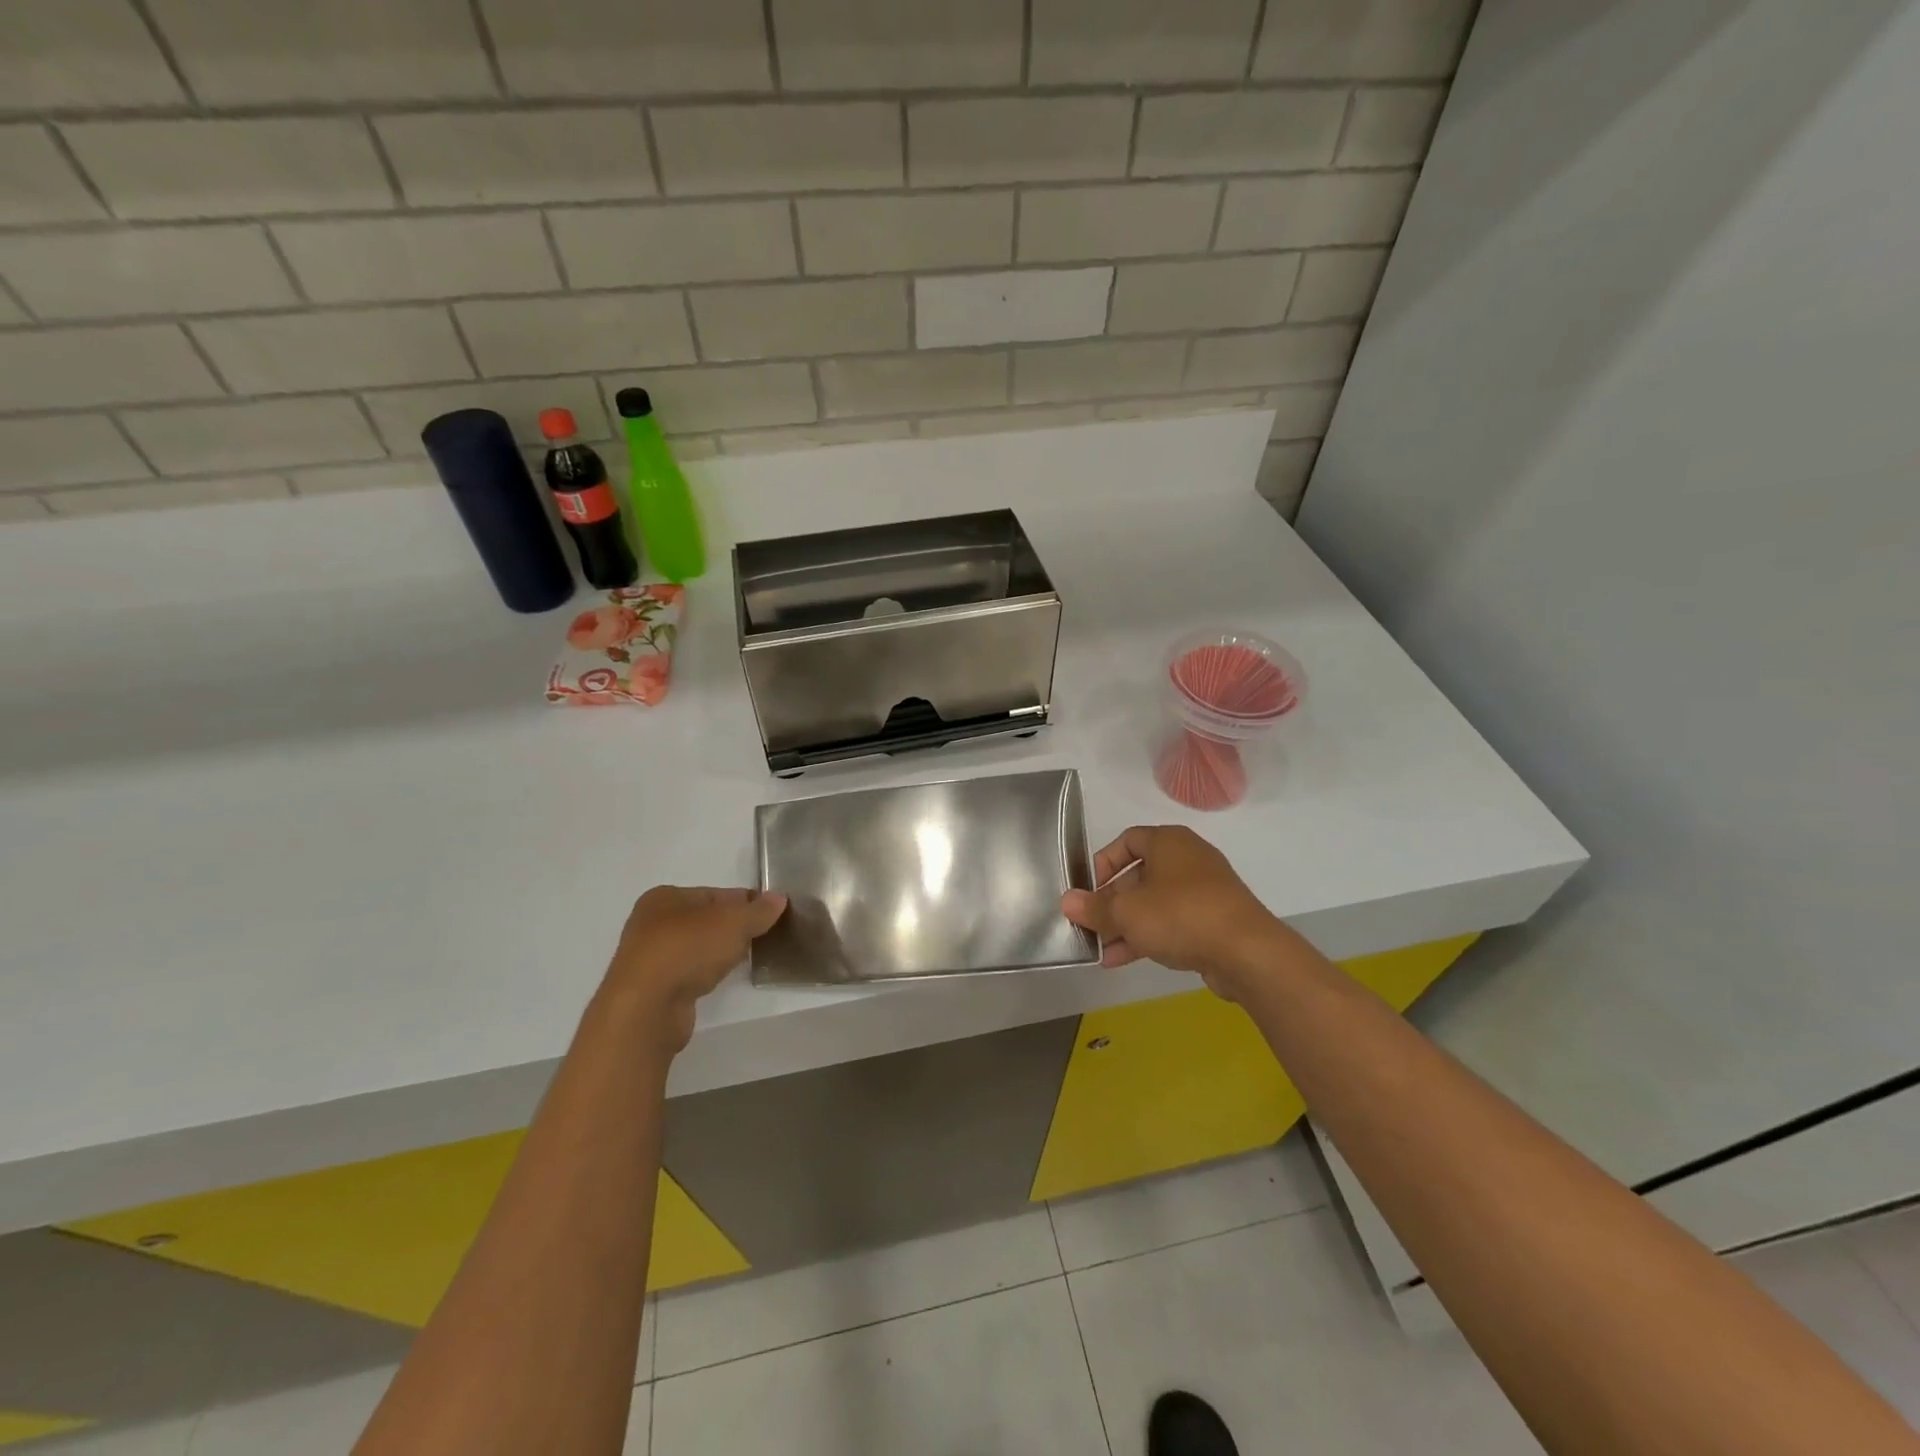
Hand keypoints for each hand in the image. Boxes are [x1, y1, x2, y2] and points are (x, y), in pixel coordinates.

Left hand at [602, 886, 786, 1053]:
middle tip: (762, 937)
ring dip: (719, 952)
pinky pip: (688, 972)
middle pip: (705, 920)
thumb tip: (778, 898)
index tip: (769, 915)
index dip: (744, 902)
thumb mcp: (733, 923)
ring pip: (696, 947)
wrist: (646, 1009)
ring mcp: (649, 957)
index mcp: (665, 897)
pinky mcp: (652, 988)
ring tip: (745, 960)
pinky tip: (720, 979)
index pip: (715, 894)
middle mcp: (651, 923)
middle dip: (733, 928)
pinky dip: (705, 973)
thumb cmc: (687, 950)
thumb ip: (758, 910)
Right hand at [1060, 826, 1284, 1001]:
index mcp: (1168, 841)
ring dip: (1125, 925)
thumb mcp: (1127, 912)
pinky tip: (1122, 960)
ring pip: (1153, 903)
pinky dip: (1147, 936)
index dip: (1102, 863)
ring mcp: (1203, 891)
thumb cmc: (1180, 915)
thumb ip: (1094, 907)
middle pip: (1138, 875)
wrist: (1248, 952)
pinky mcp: (1213, 920)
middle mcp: (1187, 859)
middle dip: (1111, 903)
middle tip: (1090, 925)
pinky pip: (1172, 922)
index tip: (1088, 890)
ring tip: (1101, 950)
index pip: (1127, 840)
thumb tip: (1066, 901)